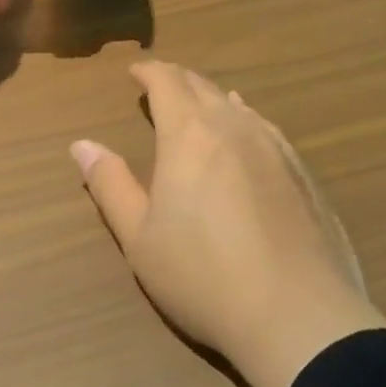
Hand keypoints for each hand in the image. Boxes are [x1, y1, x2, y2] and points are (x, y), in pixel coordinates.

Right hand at [70, 61, 385, 386]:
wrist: (298, 314)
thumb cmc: (203, 275)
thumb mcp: (140, 237)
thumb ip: (111, 185)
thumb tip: (82, 144)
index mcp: (189, 134)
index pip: (167, 82)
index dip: (148, 71)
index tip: (134, 71)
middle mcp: (235, 127)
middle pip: (203, 87)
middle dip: (178, 81)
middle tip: (161, 85)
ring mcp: (276, 147)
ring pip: (239, 106)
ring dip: (214, 98)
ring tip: (202, 103)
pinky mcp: (303, 173)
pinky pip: (267, 129)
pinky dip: (247, 120)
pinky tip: (250, 134)